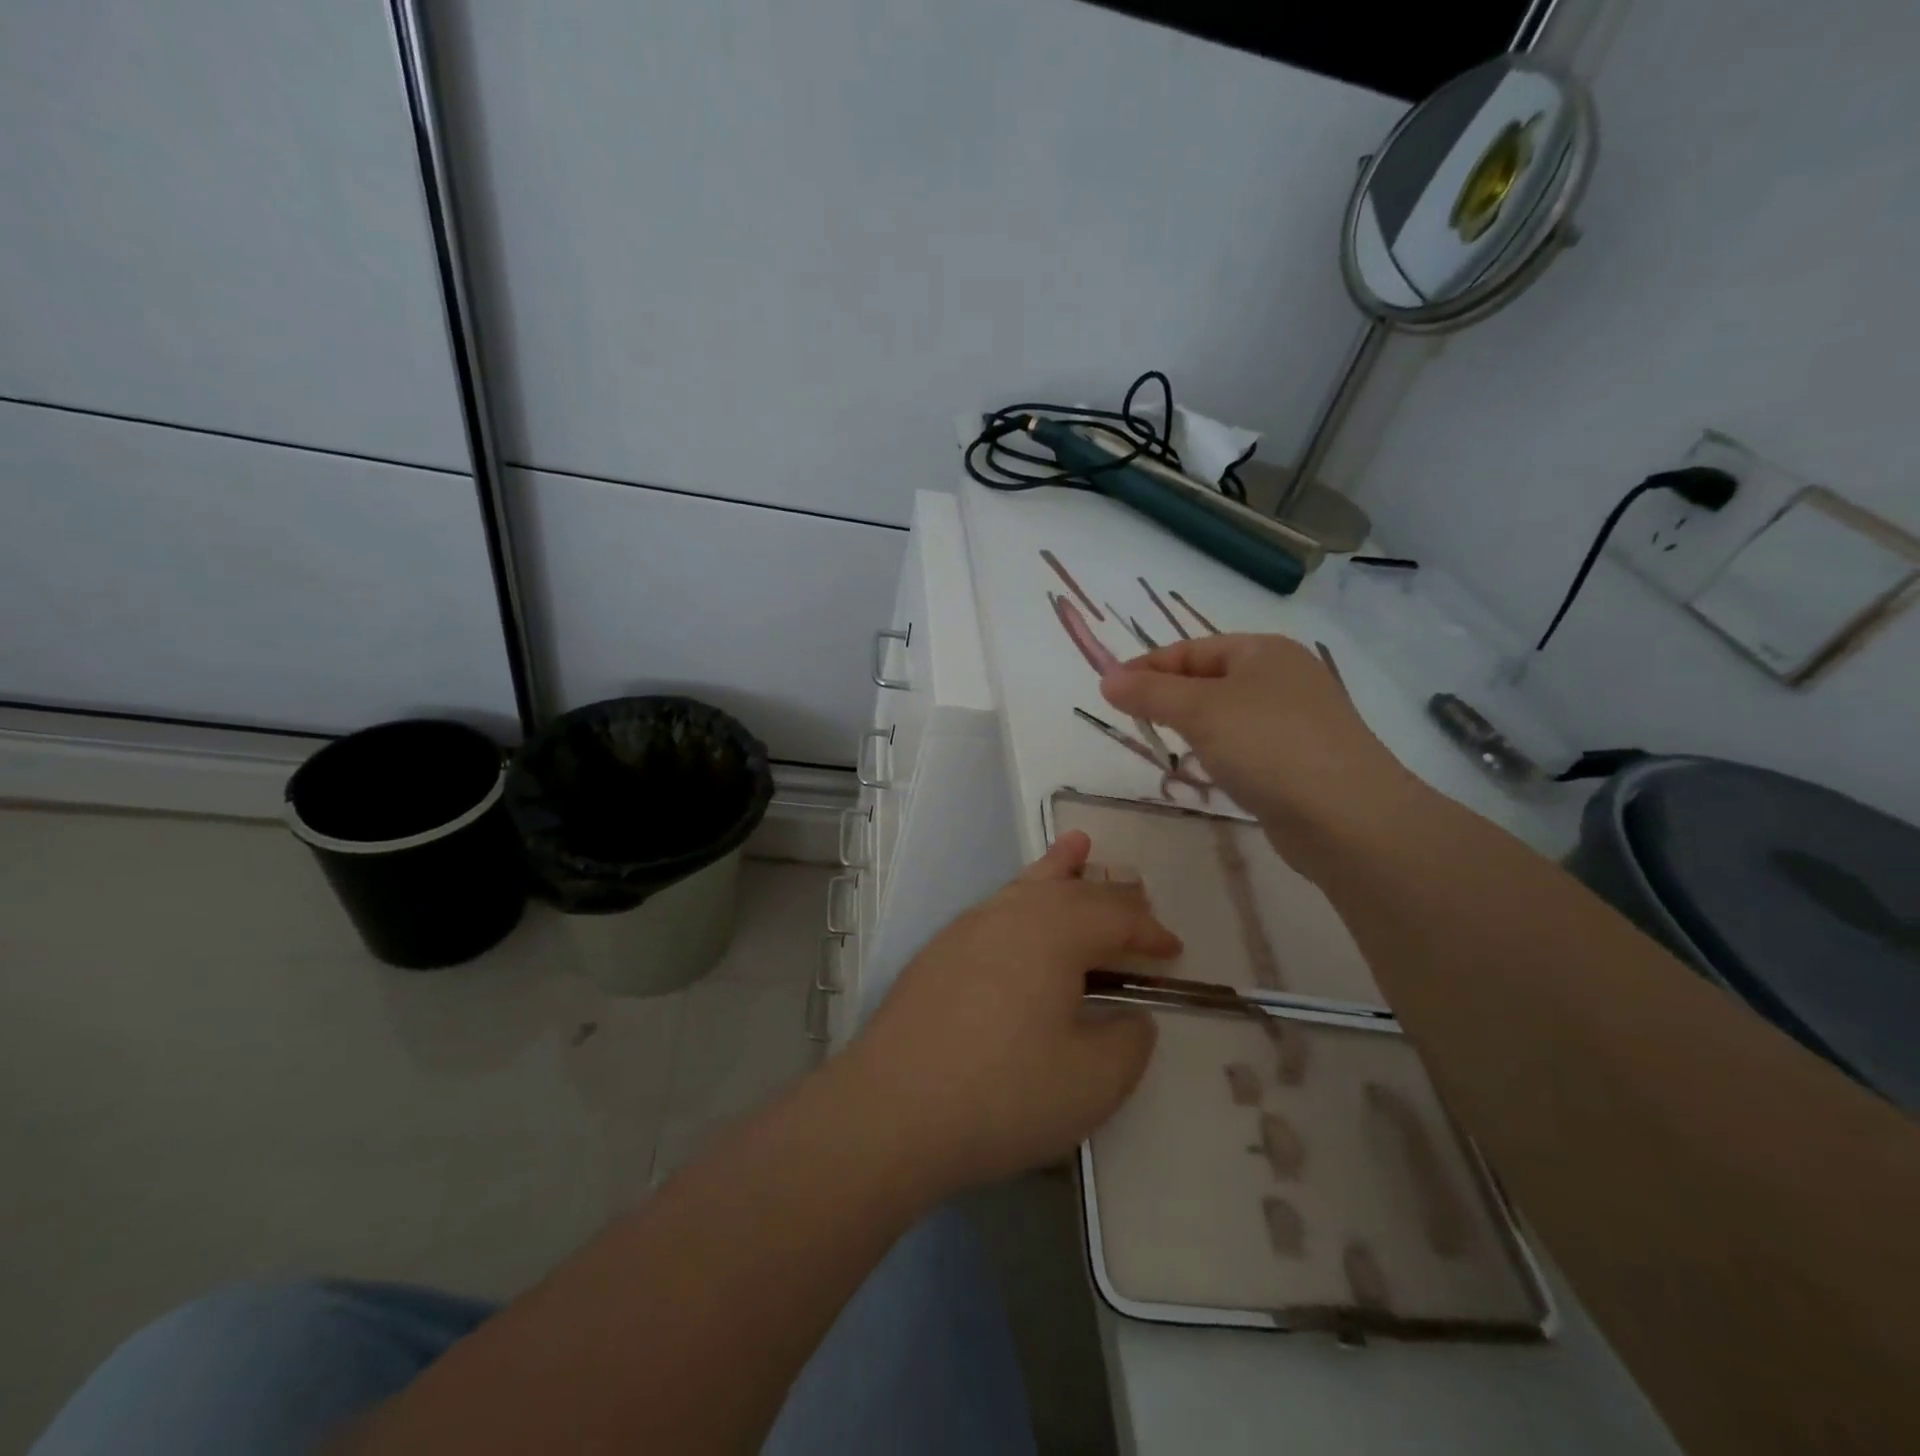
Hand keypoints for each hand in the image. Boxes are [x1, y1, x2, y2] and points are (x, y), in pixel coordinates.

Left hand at [844, 830, 1178, 1196]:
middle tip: (1138, 900)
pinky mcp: (939, 953)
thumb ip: (1127, 1042)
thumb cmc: (1004, 1093)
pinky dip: (1020, 894)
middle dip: (1111, 897)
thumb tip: (1132, 1017)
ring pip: (1026, 887)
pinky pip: (996, 908)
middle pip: (1072, 892)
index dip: (1150, 932)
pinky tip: (1019, 906)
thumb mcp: (1092, 1081)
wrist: (892, 1109)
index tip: (1175, 951)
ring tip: (1078, 846)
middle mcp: (1011, 915)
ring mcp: (967, 929)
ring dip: (1059, 870)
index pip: (1115, 918)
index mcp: (1055, 932)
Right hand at [1101, 633, 1420, 855]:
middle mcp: (1283, 677)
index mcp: (1263, 651)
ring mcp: (1296, 720)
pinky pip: (1246, 746)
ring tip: (1166, 747)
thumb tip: (1107, 679)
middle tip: (1134, 722)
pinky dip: (1220, 753)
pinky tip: (1209, 772)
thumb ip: (1150, 693)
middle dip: (1168, 698)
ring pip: (1226, 715)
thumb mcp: (1200, 711)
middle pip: (1208, 680)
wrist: (1347, 817)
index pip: (1190, 650)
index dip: (1146, 668)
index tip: (1108, 693)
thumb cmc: (1268, 746)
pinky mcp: (1301, 760)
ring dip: (1193, 728)